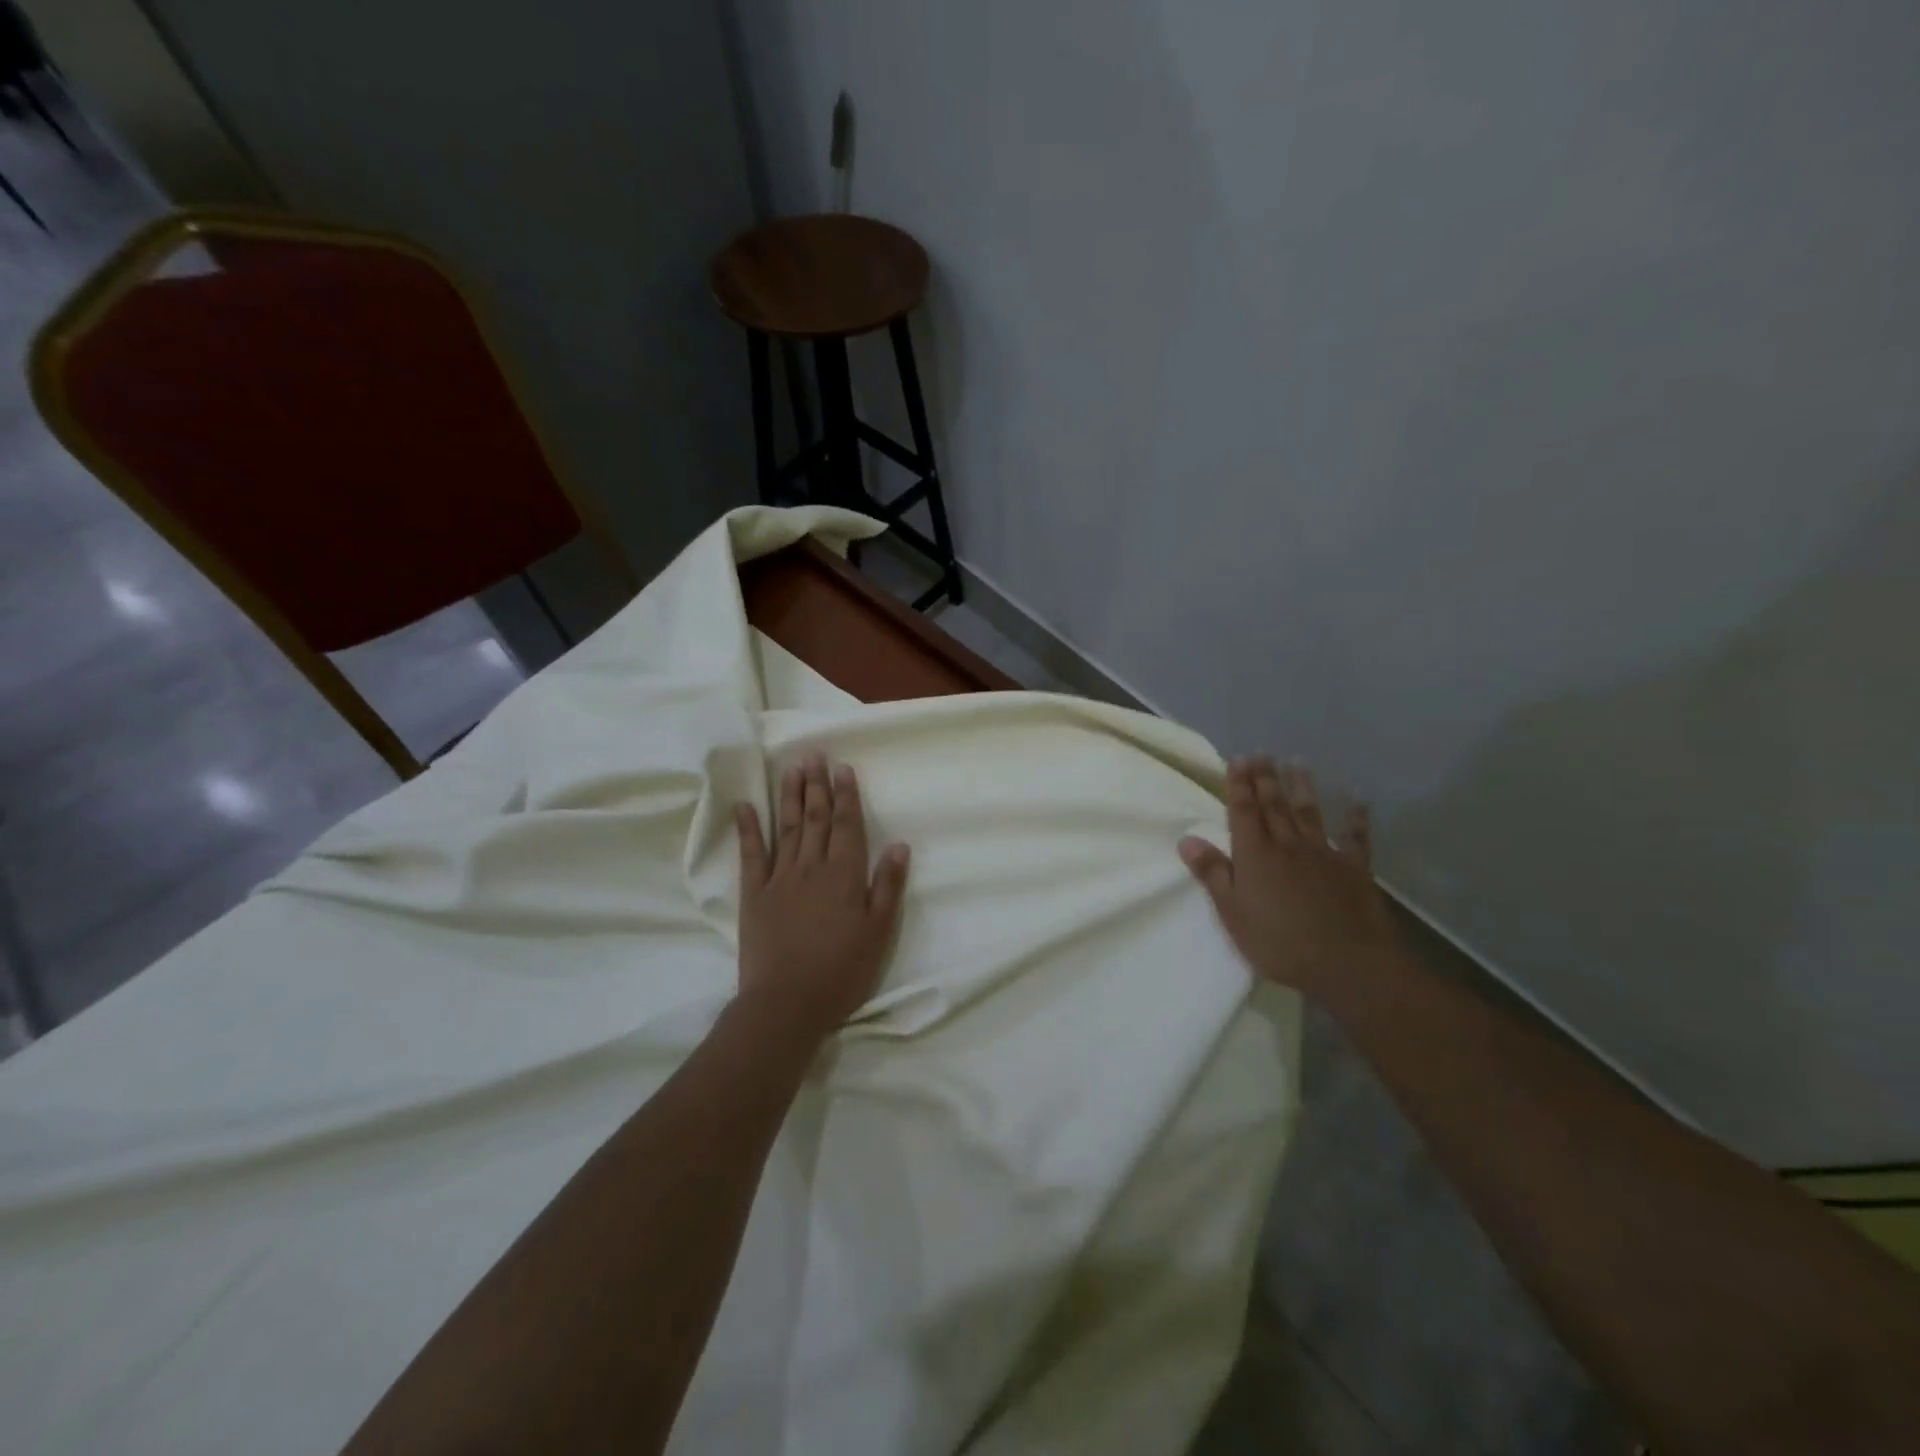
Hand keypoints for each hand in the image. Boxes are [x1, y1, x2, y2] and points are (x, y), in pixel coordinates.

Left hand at [735, 753, 910, 1039]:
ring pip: (786, 827)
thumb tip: (900, 846)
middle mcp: (812, 867)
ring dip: (789, 796)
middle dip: (817, 785)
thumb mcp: (878, 933)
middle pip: (815, 818)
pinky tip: (745, 805)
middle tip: (814, 755)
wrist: (786, 1003)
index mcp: (844, 875)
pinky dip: (748, 828)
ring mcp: (779, 878)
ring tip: (791, 768)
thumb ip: (888, 887)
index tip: (842, 768)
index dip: (846, 795)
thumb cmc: (841, 971)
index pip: (846, 825)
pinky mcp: (753, 894)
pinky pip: (751, 854)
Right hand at [1179, 758, 1397, 999]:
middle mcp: (1287, 845)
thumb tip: (1187, 839)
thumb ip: (1212, 874)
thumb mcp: (1233, 913)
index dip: (1239, 785)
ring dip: (1302, 786)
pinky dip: (1356, 816)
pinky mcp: (1354, 869)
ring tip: (1296, 762)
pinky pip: (1355, 837)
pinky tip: (1357, 799)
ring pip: (1309, 812)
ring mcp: (1323, 854)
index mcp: (1255, 855)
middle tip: (1261, 753)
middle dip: (1265, 778)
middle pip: (1274, 805)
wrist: (1347, 963)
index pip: (1243, 812)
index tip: (1237, 760)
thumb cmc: (1279, 942)